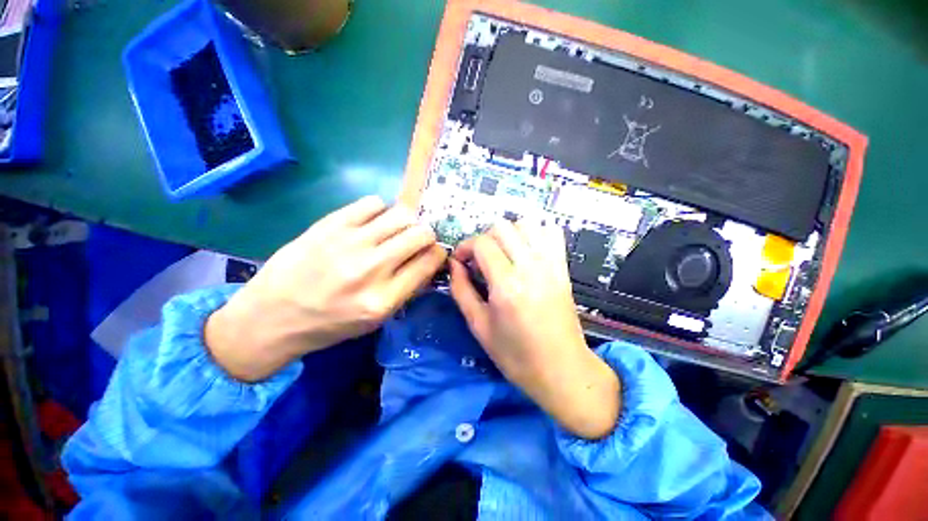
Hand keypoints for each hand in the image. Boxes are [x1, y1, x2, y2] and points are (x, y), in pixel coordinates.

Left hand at [205, 196, 446, 381]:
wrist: (272, 316)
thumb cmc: (329, 324)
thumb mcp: (376, 319)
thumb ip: (406, 289)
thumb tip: (428, 260)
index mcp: (384, 298)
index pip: (429, 262)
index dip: (437, 254)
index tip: (433, 253)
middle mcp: (371, 268)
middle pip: (420, 234)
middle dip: (426, 235)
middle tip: (416, 241)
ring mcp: (349, 243)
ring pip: (401, 214)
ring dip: (406, 222)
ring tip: (395, 230)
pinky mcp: (330, 225)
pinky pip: (373, 203)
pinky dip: (380, 211)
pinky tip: (371, 223)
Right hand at [449, 220, 620, 439]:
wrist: (562, 371)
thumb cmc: (515, 356)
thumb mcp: (478, 326)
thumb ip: (461, 290)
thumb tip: (454, 264)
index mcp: (507, 285)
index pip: (482, 243)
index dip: (465, 246)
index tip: (460, 260)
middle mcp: (531, 268)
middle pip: (502, 227)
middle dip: (484, 238)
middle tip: (479, 259)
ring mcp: (551, 265)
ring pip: (526, 223)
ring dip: (508, 233)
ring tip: (501, 254)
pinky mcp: (563, 268)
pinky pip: (551, 233)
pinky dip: (534, 233)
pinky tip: (525, 250)